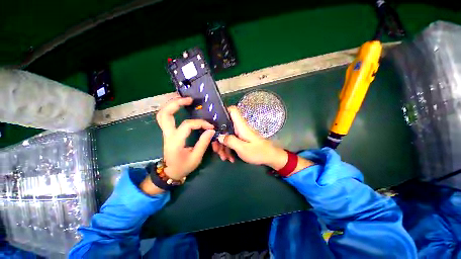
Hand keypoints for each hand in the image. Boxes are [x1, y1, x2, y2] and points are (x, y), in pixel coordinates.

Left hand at [156, 97, 215, 179]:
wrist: (170, 172)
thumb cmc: (183, 166)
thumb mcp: (196, 157)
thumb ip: (203, 143)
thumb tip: (211, 130)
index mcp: (175, 142)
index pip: (187, 125)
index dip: (200, 123)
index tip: (210, 126)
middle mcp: (168, 135)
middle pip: (165, 114)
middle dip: (176, 103)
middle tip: (190, 100)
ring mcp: (166, 133)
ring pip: (162, 114)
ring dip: (172, 104)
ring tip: (185, 100)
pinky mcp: (168, 132)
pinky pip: (166, 117)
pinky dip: (172, 109)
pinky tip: (181, 107)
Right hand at [218, 106, 287, 169]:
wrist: (270, 157)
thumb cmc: (258, 152)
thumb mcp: (242, 148)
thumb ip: (230, 141)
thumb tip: (219, 136)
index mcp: (241, 126)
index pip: (232, 110)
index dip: (223, 111)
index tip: (214, 120)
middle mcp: (239, 127)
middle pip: (225, 126)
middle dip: (219, 138)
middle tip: (216, 150)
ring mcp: (240, 134)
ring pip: (227, 135)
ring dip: (223, 146)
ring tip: (224, 157)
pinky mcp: (241, 139)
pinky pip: (232, 141)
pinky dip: (229, 149)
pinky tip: (230, 158)